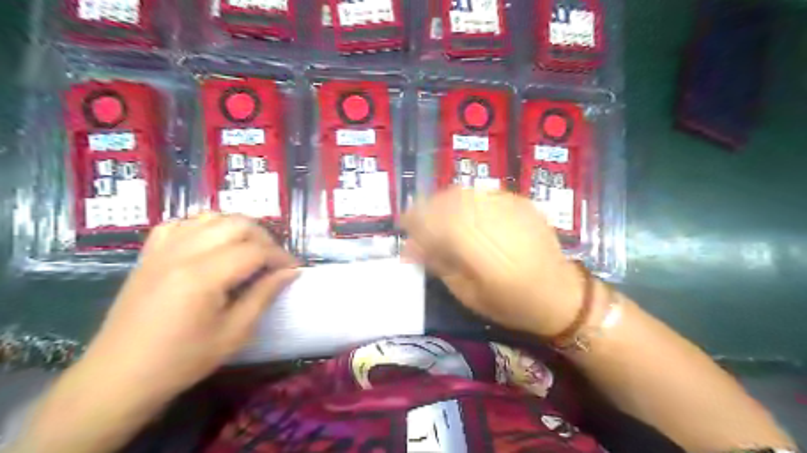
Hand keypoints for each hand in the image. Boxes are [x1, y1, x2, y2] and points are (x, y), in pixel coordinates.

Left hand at [80, 212, 297, 399]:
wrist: (119, 377)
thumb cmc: (182, 361)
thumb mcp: (234, 333)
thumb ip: (264, 296)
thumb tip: (291, 272)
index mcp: (203, 276)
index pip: (255, 251)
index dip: (281, 257)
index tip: (294, 270)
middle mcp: (182, 253)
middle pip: (237, 224)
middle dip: (265, 238)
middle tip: (274, 261)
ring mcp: (162, 250)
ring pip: (212, 217)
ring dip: (239, 229)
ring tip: (250, 250)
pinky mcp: (150, 254)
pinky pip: (183, 224)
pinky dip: (206, 227)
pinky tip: (214, 244)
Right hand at [403, 185, 587, 336]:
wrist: (561, 294)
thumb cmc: (511, 304)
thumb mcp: (469, 295)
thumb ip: (440, 265)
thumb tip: (410, 248)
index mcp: (483, 253)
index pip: (439, 223)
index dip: (416, 218)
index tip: (402, 223)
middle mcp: (496, 223)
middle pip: (450, 202)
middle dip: (427, 206)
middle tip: (416, 219)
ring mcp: (511, 209)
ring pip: (466, 193)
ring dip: (443, 200)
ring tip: (435, 214)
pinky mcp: (521, 203)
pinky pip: (483, 193)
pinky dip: (465, 198)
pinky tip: (461, 211)